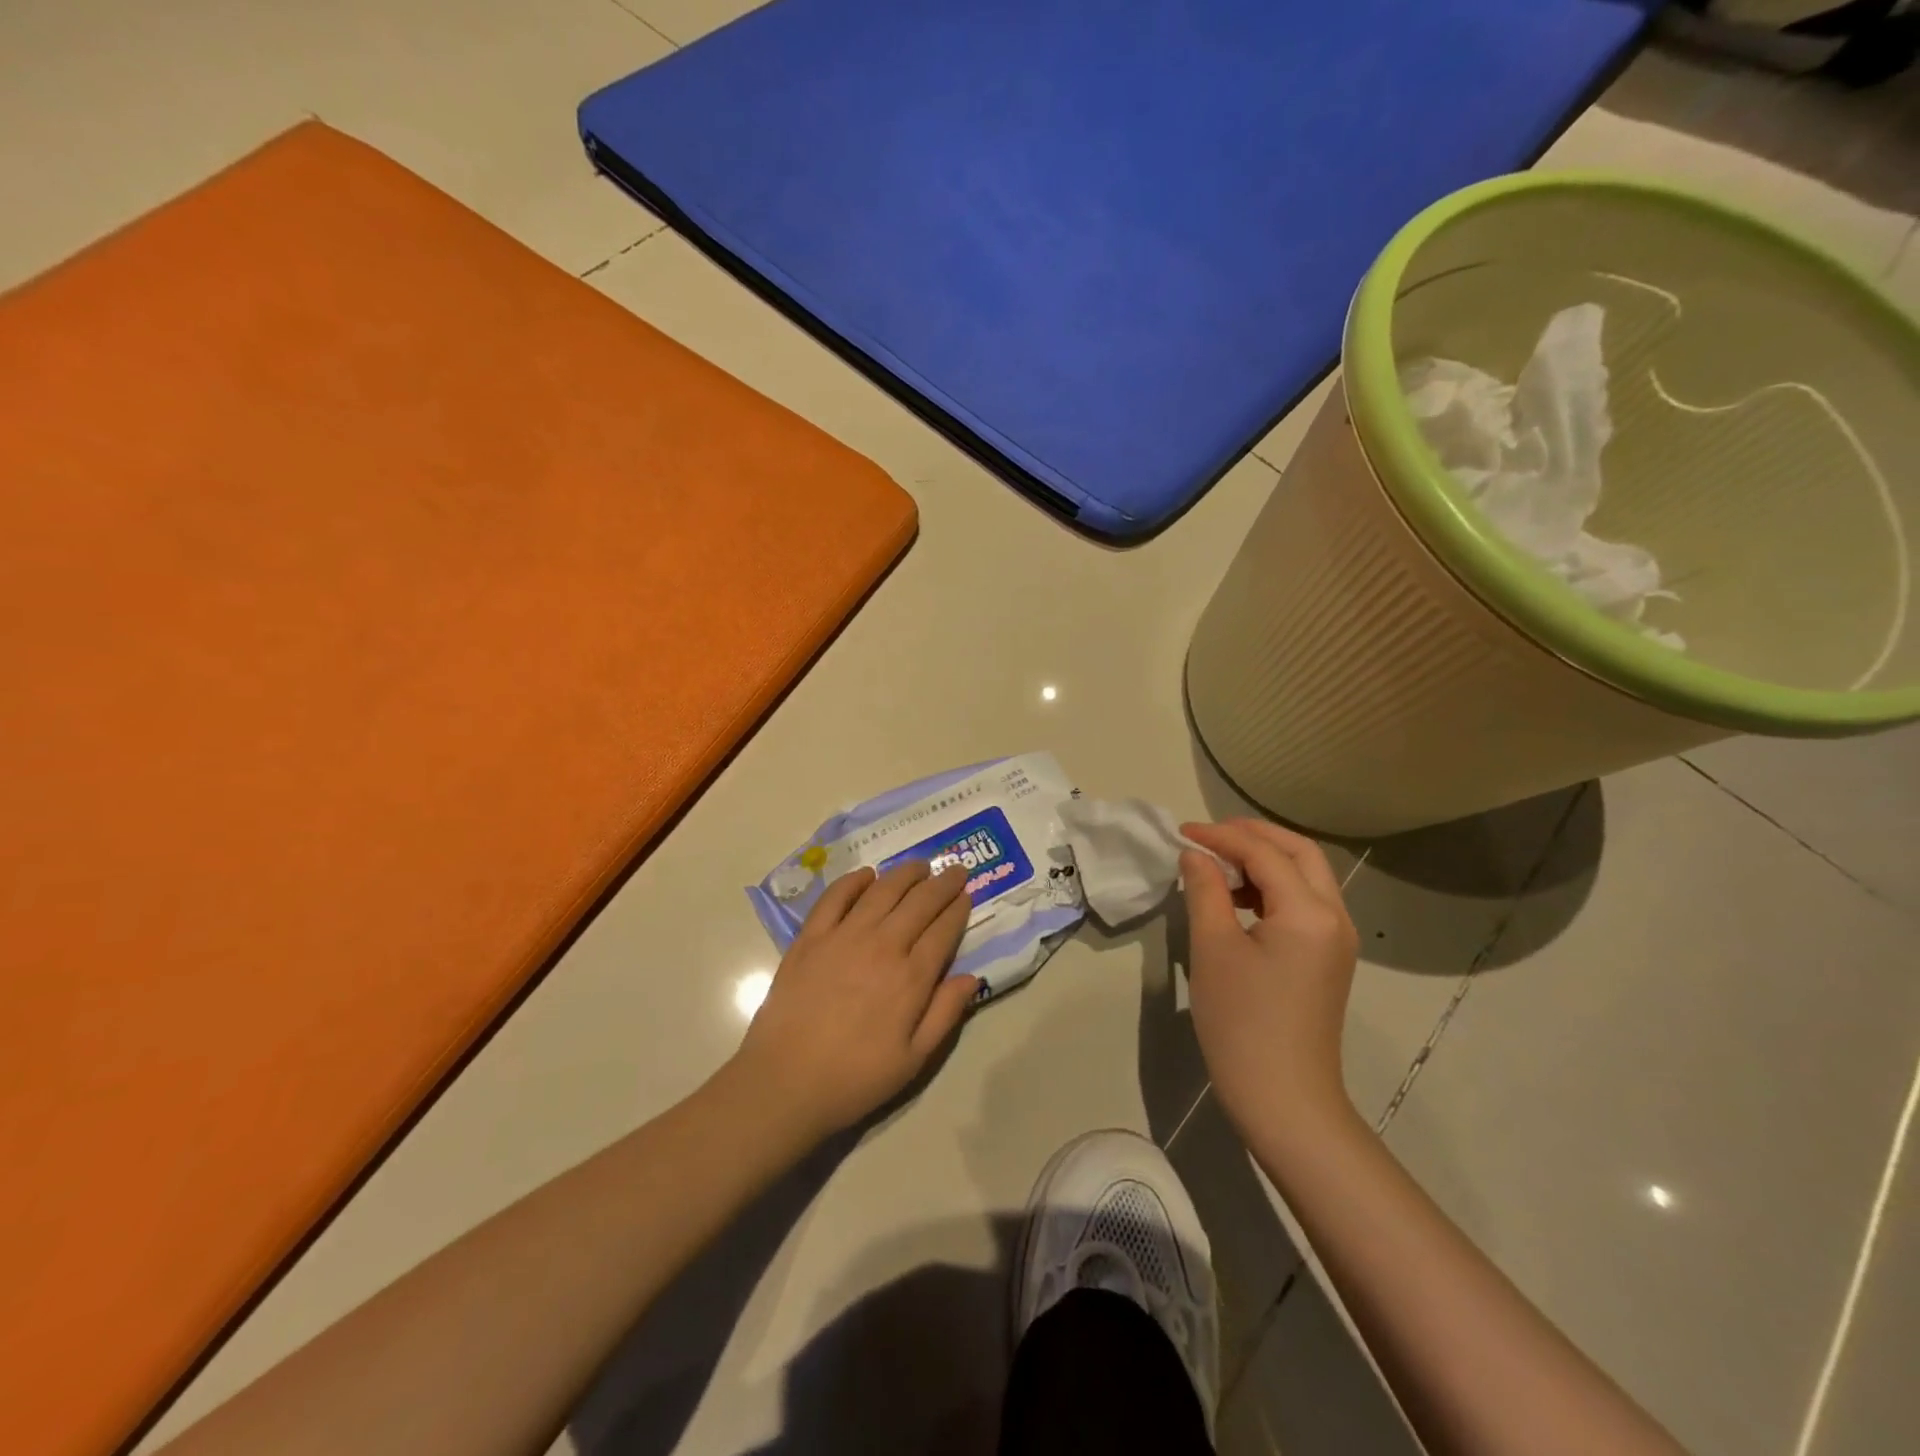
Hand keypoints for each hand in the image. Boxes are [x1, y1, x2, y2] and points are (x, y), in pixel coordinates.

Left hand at [731, 861, 977, 1141]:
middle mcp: (882, 946)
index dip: (958, 909)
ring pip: (882, 891)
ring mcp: (843, 936)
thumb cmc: (854, 1078)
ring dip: (905, 873)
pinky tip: (867, 874)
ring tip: (920, 865)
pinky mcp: (811, 937)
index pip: (943, 930)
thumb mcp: (913, 1059)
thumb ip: (945, 1014)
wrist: (785, 1082)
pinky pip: (835, 897)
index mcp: (911, 977)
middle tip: (955, 870)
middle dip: (942, 883)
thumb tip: (972, 976)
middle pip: (919, 902)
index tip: (967, 895)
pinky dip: (854, 880)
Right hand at [1179, 819, 1360, 1153]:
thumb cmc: (1242, 1021)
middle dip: (1254, 835)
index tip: (1181, 833)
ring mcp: (1337, 940)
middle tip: (1209, 836)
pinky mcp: (1329, 959)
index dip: (1220, 836)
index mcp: (1309, 911)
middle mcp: (1334, 916)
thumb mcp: (1213, 948)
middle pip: (1300, 853)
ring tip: (1218, 865)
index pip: (1264, 853)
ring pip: (1306, 877)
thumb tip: (1195, 854)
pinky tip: (1238, 900)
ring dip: (1265, 860)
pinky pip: (1304, 904)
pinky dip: (1273, 888)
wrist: (1284, 1099)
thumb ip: (1205, 889)